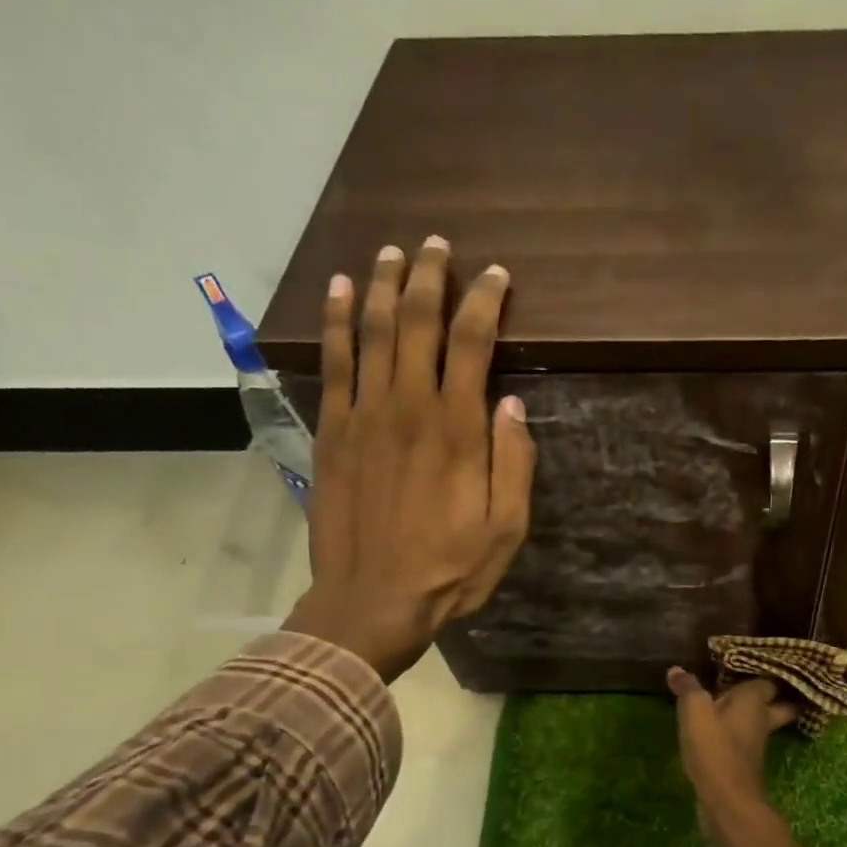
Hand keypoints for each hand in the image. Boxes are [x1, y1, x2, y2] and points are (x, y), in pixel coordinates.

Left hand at [283, 237, 534, 681]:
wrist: (372, 600)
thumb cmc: (450, 570)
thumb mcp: (506, 529)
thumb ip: (514, 464)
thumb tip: (513, 405)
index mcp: (458, 430)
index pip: (472, 343)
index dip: (484, 302)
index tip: (496, 276)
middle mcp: (409, 407)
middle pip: (416, 322)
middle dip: (429, 277)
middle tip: (438, 245)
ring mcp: (364, 416)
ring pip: (371, 331)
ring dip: (381, 285)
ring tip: (391, 252)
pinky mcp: (332, 431)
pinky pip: (332, 363)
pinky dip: (336, 322)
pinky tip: (339, 291)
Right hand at [667, 668, 798, 822]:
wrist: (726, 799)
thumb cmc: (714, 746)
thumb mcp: (695, 711)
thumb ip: (688, 688)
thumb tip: (677, 669)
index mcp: (755, 700)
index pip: (768, 680)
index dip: (763, 672)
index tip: (753, 664)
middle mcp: (762, 719)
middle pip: (778, 704)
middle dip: (773, 697)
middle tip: (758, 687)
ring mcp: (757, 744)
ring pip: (762, 723)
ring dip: (753, 717)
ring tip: (733, 706)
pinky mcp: (746, 763)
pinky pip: (745, 740)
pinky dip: (738, 734)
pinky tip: (721, 732)